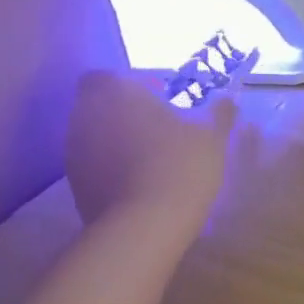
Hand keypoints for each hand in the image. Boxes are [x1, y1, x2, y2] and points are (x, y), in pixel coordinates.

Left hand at [63, 70, 234, 227]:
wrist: (144, 226)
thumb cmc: (180, 164)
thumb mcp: (212, 134)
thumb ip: (219, 112)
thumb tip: (228, 100)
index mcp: (115, 93)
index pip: (104, 76)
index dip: (128, 84)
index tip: (156, 97)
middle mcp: (85, 118)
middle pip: (98, 106)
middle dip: (124, 112)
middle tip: (161, 125)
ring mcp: (75, 155)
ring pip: (95, 136)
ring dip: (118, 140)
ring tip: (153, 157)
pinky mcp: (74, 188)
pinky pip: (94, 166)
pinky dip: (112, 168)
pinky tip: (142, 183)